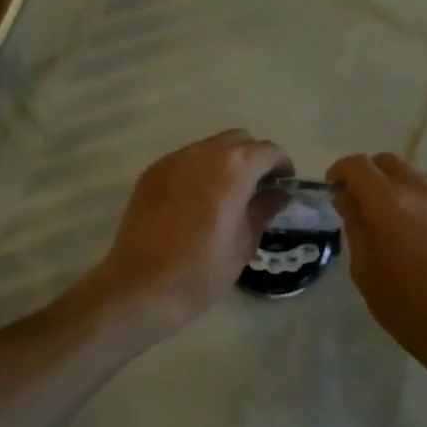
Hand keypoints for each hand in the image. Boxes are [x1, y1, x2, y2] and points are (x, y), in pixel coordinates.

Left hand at [78, 130, 292, 335]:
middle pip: (238, 140)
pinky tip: (197, 201)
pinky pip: (185, 161)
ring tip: (226, 194)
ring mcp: (173, 160)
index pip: (268, 151)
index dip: (282, 166)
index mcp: (234, 168)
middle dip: (253, 158)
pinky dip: (199, 171)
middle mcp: (203, 153)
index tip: (284, 186)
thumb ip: (264, 209)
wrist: (142, 286)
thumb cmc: (202, 270)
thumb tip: (279, 193)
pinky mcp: (152, 173)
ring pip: (209, 147)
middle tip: (257, 188)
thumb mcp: (244, 242)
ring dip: (225, 162)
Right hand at [328, 152, 426, 378]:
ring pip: (414, 176)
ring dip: (395, 187)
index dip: (340, 171)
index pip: (358, 166)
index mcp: (389, 204)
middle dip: (368, 175)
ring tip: (391, 219)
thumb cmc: (407, 307)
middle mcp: (421, 192)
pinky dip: (419, 202)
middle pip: (388, 162)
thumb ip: (355, 226)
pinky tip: (420, 234)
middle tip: (359, 202)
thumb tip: (348, 199)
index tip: (333, 189)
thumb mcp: (365, 270)